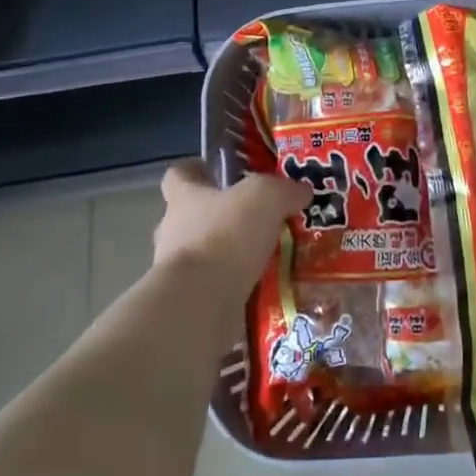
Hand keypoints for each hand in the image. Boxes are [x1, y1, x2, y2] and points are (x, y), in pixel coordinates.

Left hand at [153, 160, 310, 300]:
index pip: (178, 175)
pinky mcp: (190, 303)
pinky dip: (237, 286)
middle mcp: (174, 231)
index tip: (217, 171)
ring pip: (206, 253)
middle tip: (259, 218)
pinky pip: (216, 287)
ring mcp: (178, 270)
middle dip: (222, 217)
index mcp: (184, 198)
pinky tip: (267, 286)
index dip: (196, 170)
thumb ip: (284, 190)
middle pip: (192, 216)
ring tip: (269, 255)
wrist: (200, 304)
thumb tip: (301, 191)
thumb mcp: (266, 197)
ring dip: (231, 255)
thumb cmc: (225, 236)